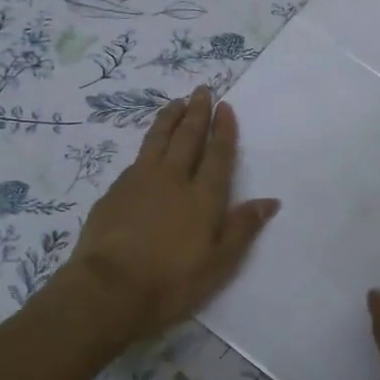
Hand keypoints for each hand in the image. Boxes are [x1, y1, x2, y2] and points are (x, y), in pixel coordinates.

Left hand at [68, 86, 278, 341]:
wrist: (108, 289)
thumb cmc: (171, 282)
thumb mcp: (218, 264)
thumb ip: (242, 228)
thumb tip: (270, 200)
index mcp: (203, 197)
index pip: (217, 154)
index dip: (223, 129)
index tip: (225, 106)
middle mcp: (173, 179)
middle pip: (187, 137)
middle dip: (197, 112)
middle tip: (202, 89)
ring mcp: (140, 181)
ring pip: (158, 139)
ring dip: (169, 118)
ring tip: (176, 102)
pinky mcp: (115, 191)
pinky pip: (137, 158)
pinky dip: (148, 144)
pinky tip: (148, 146)